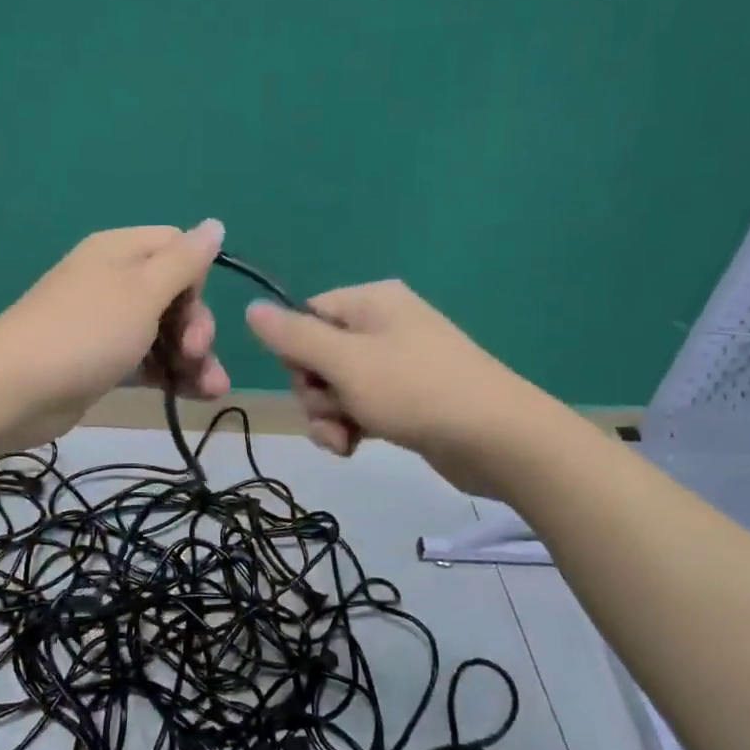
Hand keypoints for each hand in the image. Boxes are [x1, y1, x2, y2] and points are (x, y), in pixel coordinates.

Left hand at [0, 221, 228, 447]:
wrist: (14, 391)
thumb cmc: (86, 332)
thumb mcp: (143, 291)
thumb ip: (184, 260)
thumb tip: (215, 224)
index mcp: (120, 251)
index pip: (176, 248)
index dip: (196, 278)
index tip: (192, 308)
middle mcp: (114, 281)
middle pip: (175, 294)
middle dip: (196, 325)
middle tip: (195, 354)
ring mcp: (106, 324)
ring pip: (164, 332)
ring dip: (193, 358)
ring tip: (212, 389)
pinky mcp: (101, 362)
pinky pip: (147, 360)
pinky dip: (170, 374)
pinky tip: (195, 395)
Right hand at [244, 280, 529, 493]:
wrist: (497, 439)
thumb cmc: (415, 390)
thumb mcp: (345, 362)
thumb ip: (294, 337)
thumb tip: (252, 309)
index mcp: (371, 302)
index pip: (306, 315)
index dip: (295, 352)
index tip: (308, 379)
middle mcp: (382, 326)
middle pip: (317, 356)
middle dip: (314, 393)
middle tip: (332, 414)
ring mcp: (397, 365)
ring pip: (335, 388)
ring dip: (328, 417)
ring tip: (345, 439)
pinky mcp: (406, 400)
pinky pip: (359, 408)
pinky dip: (351, 428)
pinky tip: (354, 448)